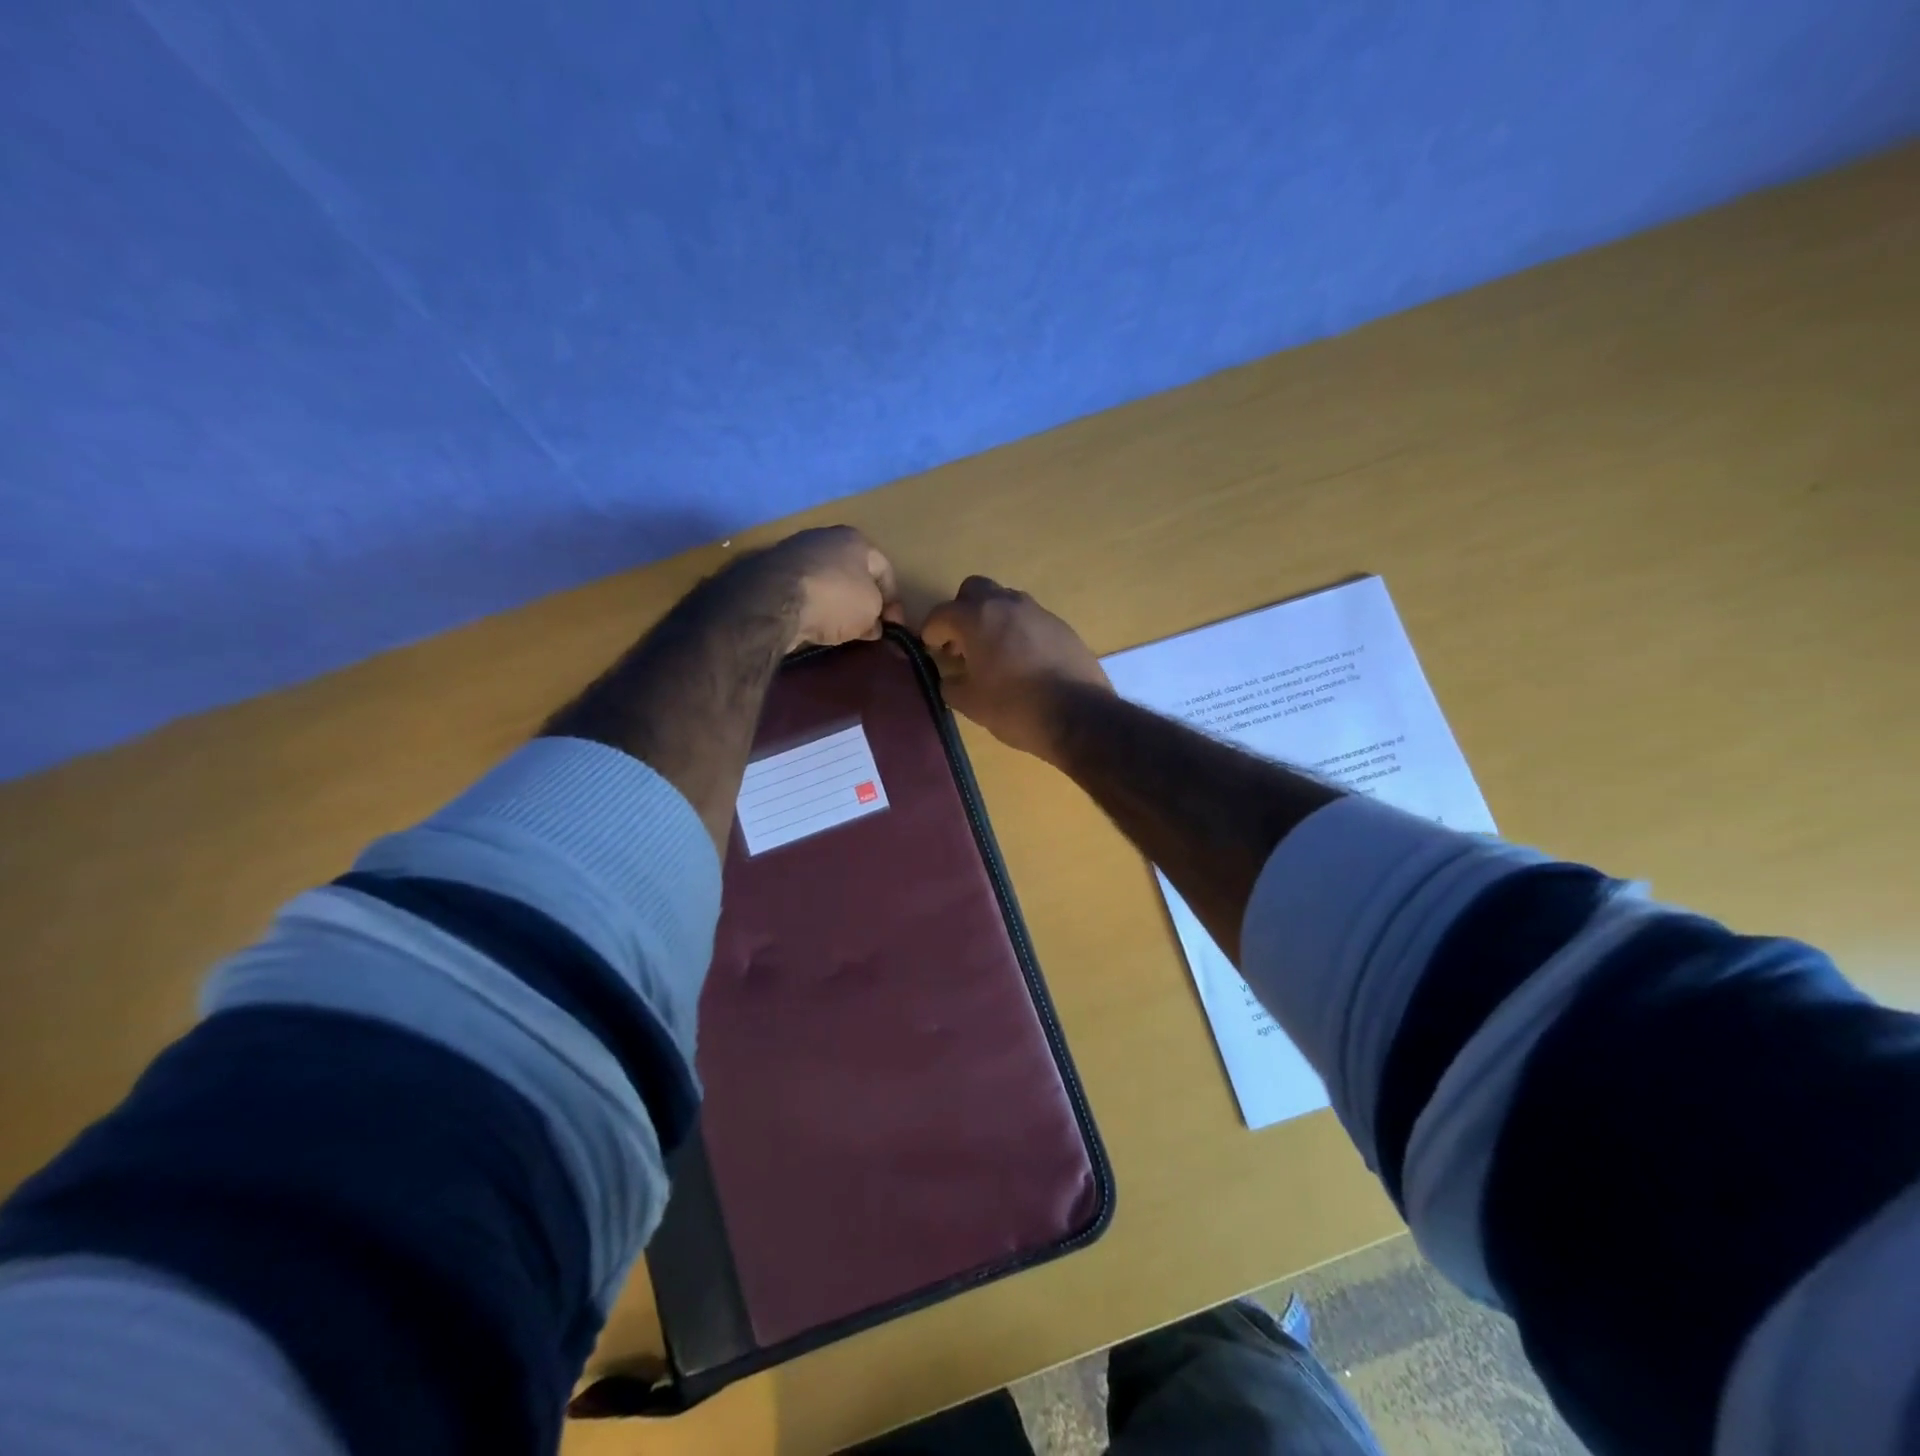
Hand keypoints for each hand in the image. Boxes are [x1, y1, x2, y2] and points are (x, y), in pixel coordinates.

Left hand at [752, 526, 903, 649]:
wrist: (775, 601)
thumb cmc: (835, 598)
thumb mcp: (870, 611)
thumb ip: (877, 617)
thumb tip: (873, 627)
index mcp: (855, 539)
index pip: (884, 570)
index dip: (893, 601)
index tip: (893, 627)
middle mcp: (824, 537)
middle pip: (853, 573)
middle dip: (862, 600)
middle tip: (867, 627)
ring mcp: (794, 552)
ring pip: (826, 581)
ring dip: (836, 603)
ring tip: (839, 629)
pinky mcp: (771, 572)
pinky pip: (802, 591)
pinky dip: (811, 606)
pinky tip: (813, 623)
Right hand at [920, 577, 1111, 759]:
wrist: (1078, 715)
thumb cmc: (1015, 707)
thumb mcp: (971, 703)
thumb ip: (951, 685)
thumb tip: (949, 678)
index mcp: (977, 618)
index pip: (942, 613)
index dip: (931, 631)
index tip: (931, 649)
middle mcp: (1007, 604)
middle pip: (974, 590)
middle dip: (962, 612)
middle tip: (961, 643)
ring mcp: (1038, 612)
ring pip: (1005, 601)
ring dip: (992, 619)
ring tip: (992, 653)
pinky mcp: (1061, 626)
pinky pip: (1029, 619)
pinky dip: (1017, 632)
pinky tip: (1022, 661)